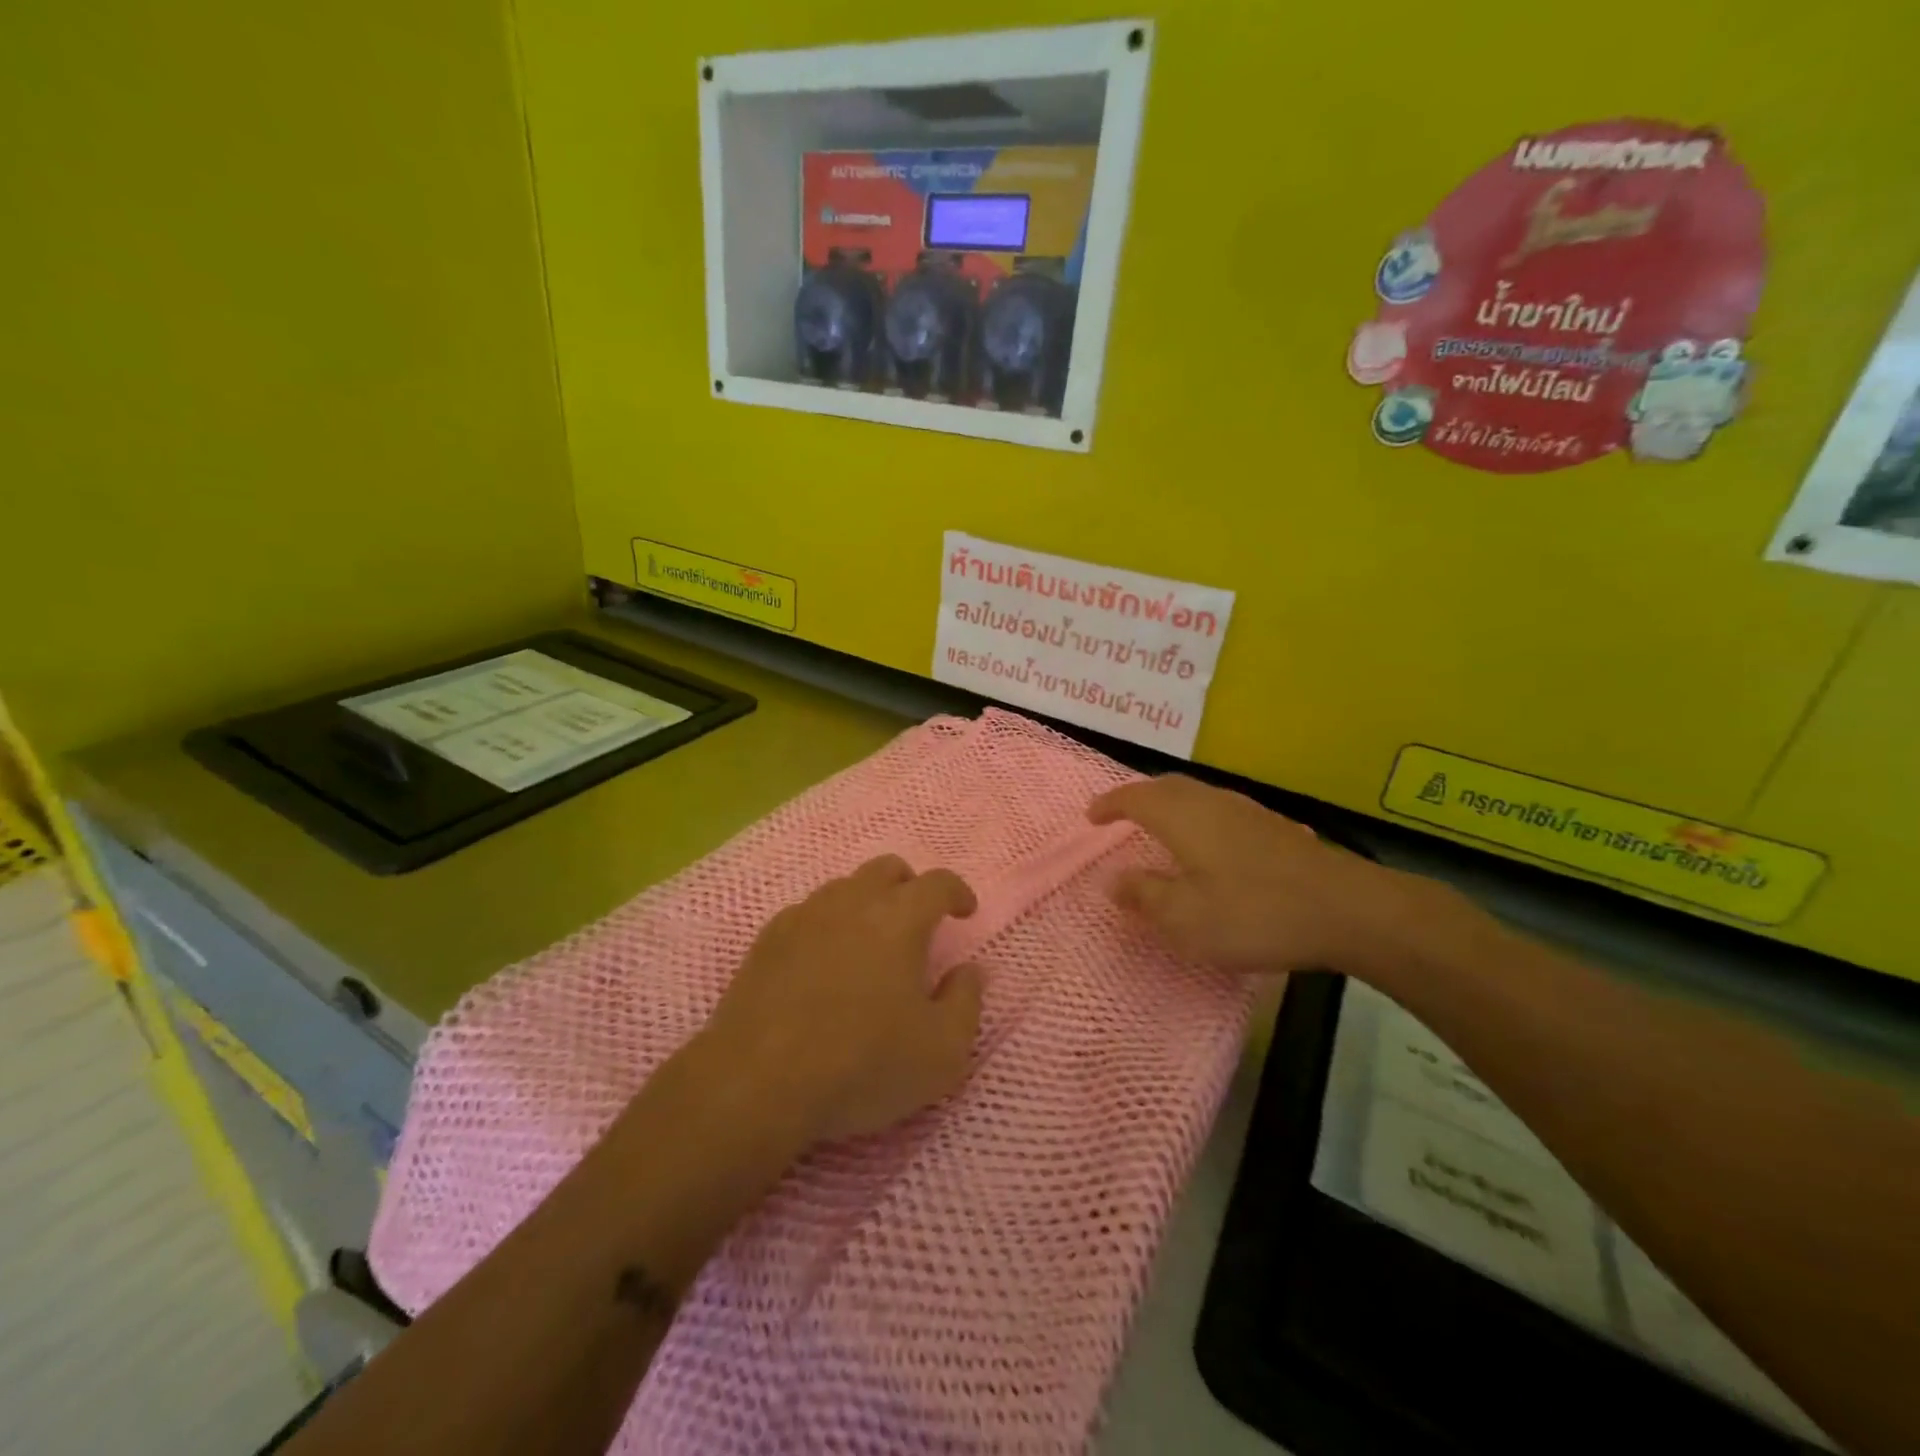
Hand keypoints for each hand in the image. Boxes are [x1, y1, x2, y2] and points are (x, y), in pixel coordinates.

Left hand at [701, 855, 985, 1144]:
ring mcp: (803, 917)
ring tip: (870, 942)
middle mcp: (851, 902)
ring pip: (843, 887)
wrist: (756, 1083)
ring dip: (866, 902)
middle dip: (909, 886)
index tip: (964, 911)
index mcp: (899, 918)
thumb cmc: (861, 1064)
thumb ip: (966, 1002)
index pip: (937, 883)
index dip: (956, 891)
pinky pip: (807, 914)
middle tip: (918, 920)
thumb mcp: (941, 1051)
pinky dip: (827, 925)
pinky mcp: (766, 940)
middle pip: (886, 869)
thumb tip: (968, 970)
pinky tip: (823, 962)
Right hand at [1088, 775, 1436, 976]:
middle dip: (1138, 797)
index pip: (1134, 798)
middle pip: (1166, 787)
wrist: (1347, 910)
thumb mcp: (1185, 918)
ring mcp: (1247, 811)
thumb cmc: (1253, 913)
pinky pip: (1220, 810)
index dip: (1109, 804)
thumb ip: (1144, 895)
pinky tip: (1210, 845)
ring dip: (1170, 805)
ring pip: (1196, 795)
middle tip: (1120, 815)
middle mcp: (1212, 802)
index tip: (1091, 817)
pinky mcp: (1275, 827)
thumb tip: (1112, 879)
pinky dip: (1198, 818)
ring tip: (1159, 828)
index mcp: (1182, 817)